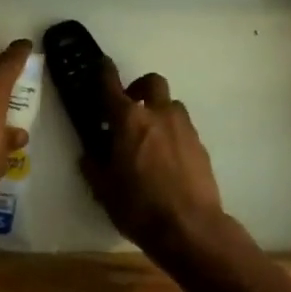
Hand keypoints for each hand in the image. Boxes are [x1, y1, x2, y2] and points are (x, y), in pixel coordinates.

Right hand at [80, 61, 225, 259]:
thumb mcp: (104, 190)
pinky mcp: (201, 145)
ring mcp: (184, 128)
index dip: (105, 71)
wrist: (191, 227)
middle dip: (140, 88)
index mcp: (128, 121)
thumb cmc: (139, 207)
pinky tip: (167, 158)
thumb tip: (90, 155)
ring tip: (151, 136)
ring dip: (159, 111)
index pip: (111, 85)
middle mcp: (158, 115)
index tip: (102, 64)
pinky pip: (184, 128)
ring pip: (171, 105)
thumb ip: (94, 166)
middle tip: (130, 105)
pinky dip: (173, 134)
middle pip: (152, 83)